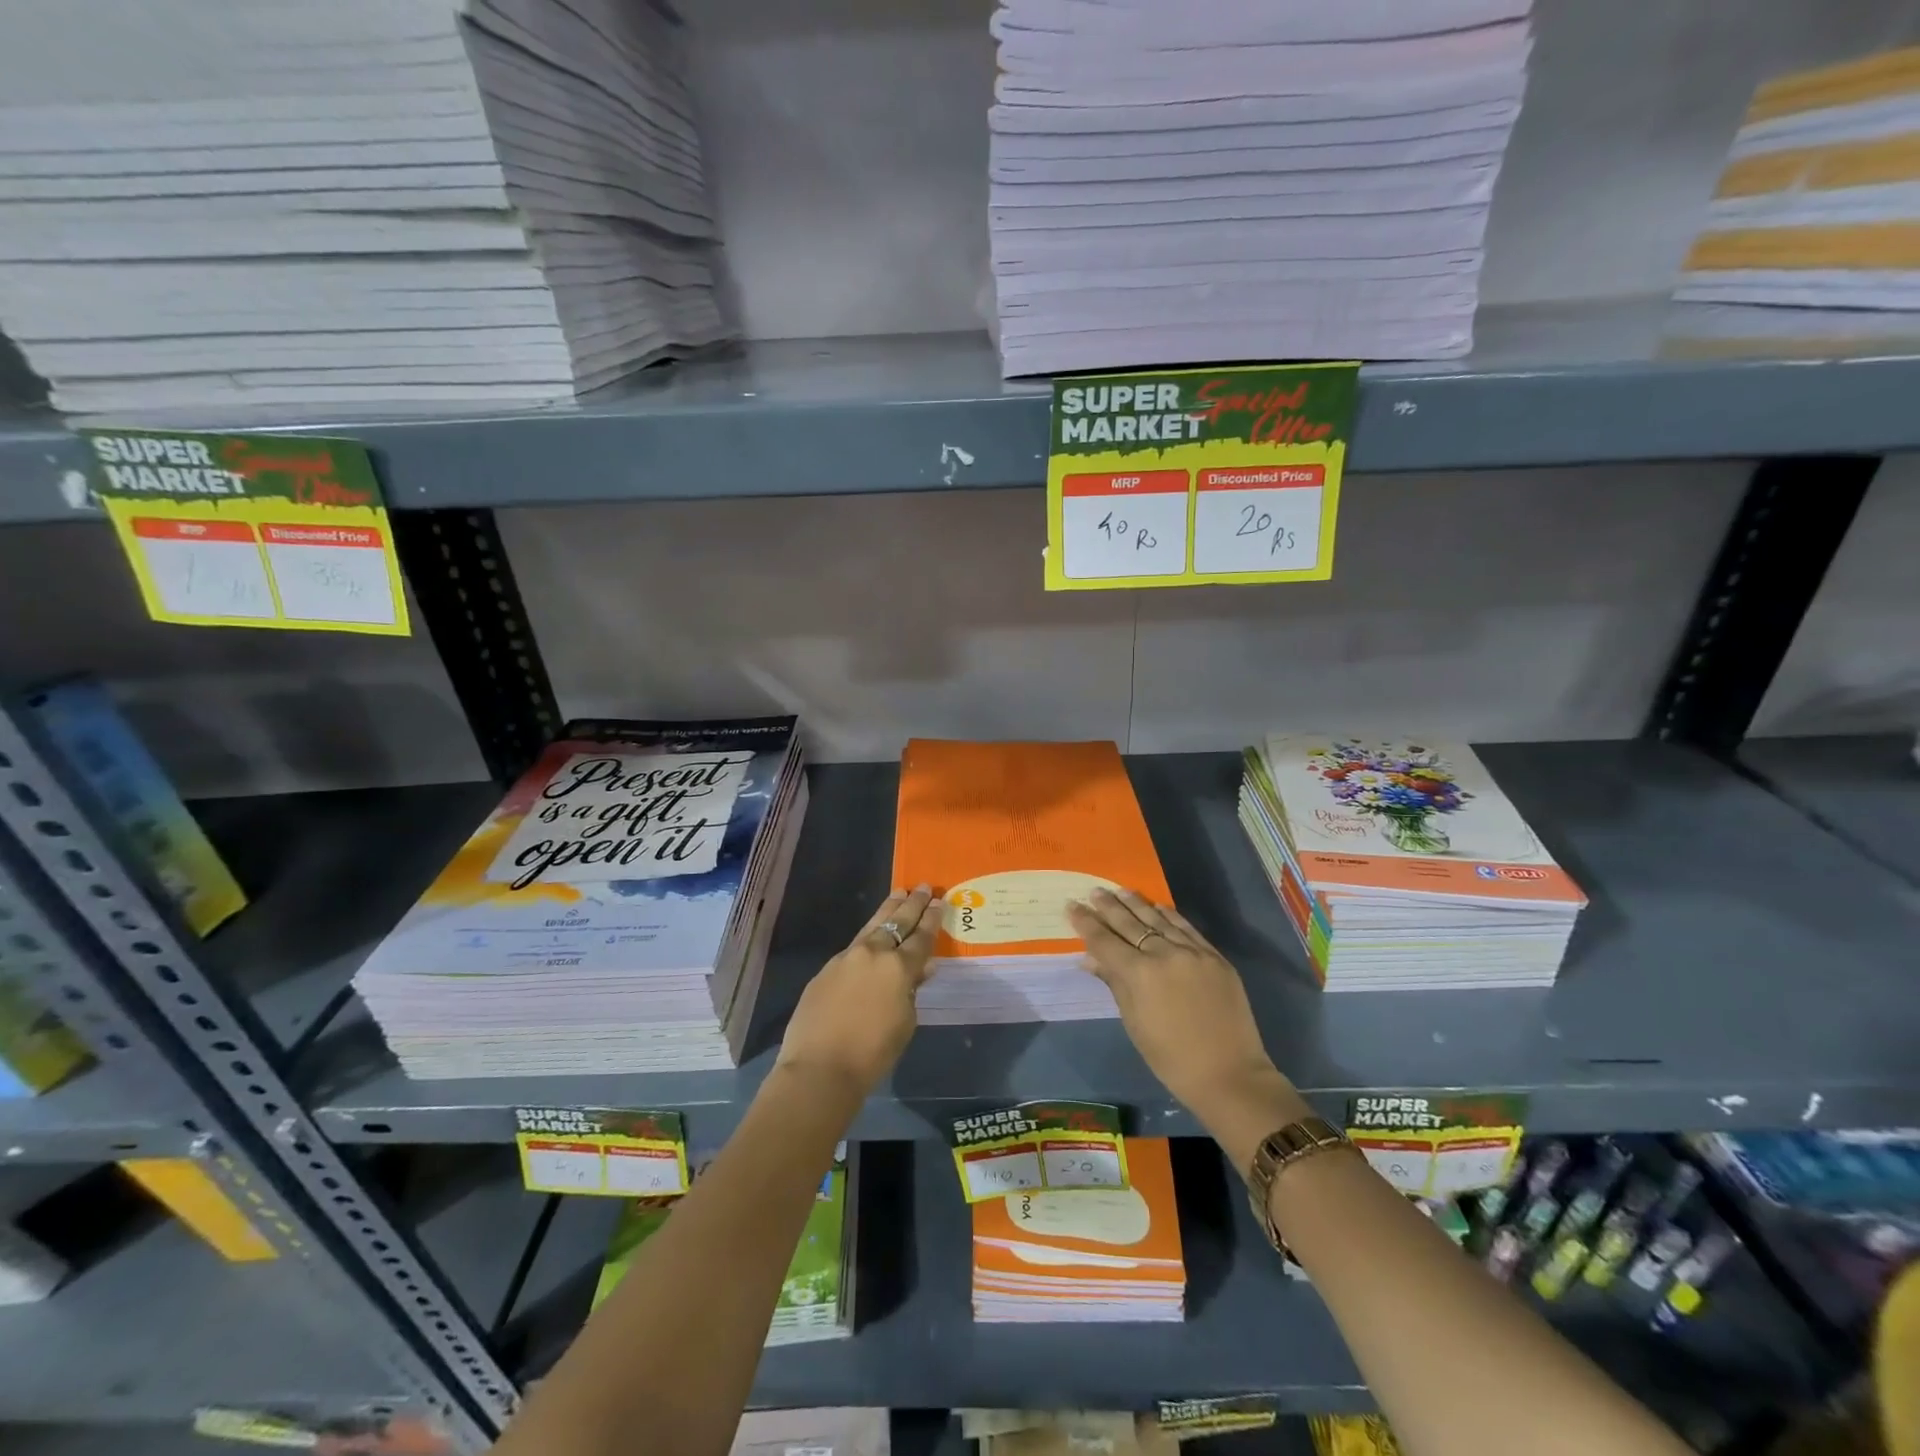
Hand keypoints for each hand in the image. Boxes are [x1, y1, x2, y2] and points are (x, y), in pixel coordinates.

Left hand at [775, 885, 941, 1095]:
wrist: (820, 1067)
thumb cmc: (873, 1052)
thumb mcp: (905, 1023)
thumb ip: (913, 991)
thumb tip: (921, 969)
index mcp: (899, 967)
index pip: (921, 937)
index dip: (932, 919)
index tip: (938, 901)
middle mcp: (873, 953)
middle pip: (897, 922)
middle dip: (912, 904)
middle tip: (922, 887)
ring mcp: (846, 958)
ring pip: (872, 926)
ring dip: (888, 910)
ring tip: (898, 894)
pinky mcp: (826, 969)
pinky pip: (853, 947)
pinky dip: (867, 937)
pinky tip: (871, 937)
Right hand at [1069, 889, 1290, 1121]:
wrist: (1229, 1074)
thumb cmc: (1171, 1058)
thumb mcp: (1134, 1022)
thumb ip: (1114, 983)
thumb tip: (1089, 959)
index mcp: (1139, 974)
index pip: (1105, 941)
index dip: (1086, 923)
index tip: (1072, 906)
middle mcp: (1164, 954)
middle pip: (1130, 924)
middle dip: (1109, 907)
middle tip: (1094, 891)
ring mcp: (1193, 952)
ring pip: (1158, 920)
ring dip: (1137, 904)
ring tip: (1120, 891)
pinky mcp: (1215, 956)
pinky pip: (1186, 928)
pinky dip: (1169, 916)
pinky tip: (1158, 907)